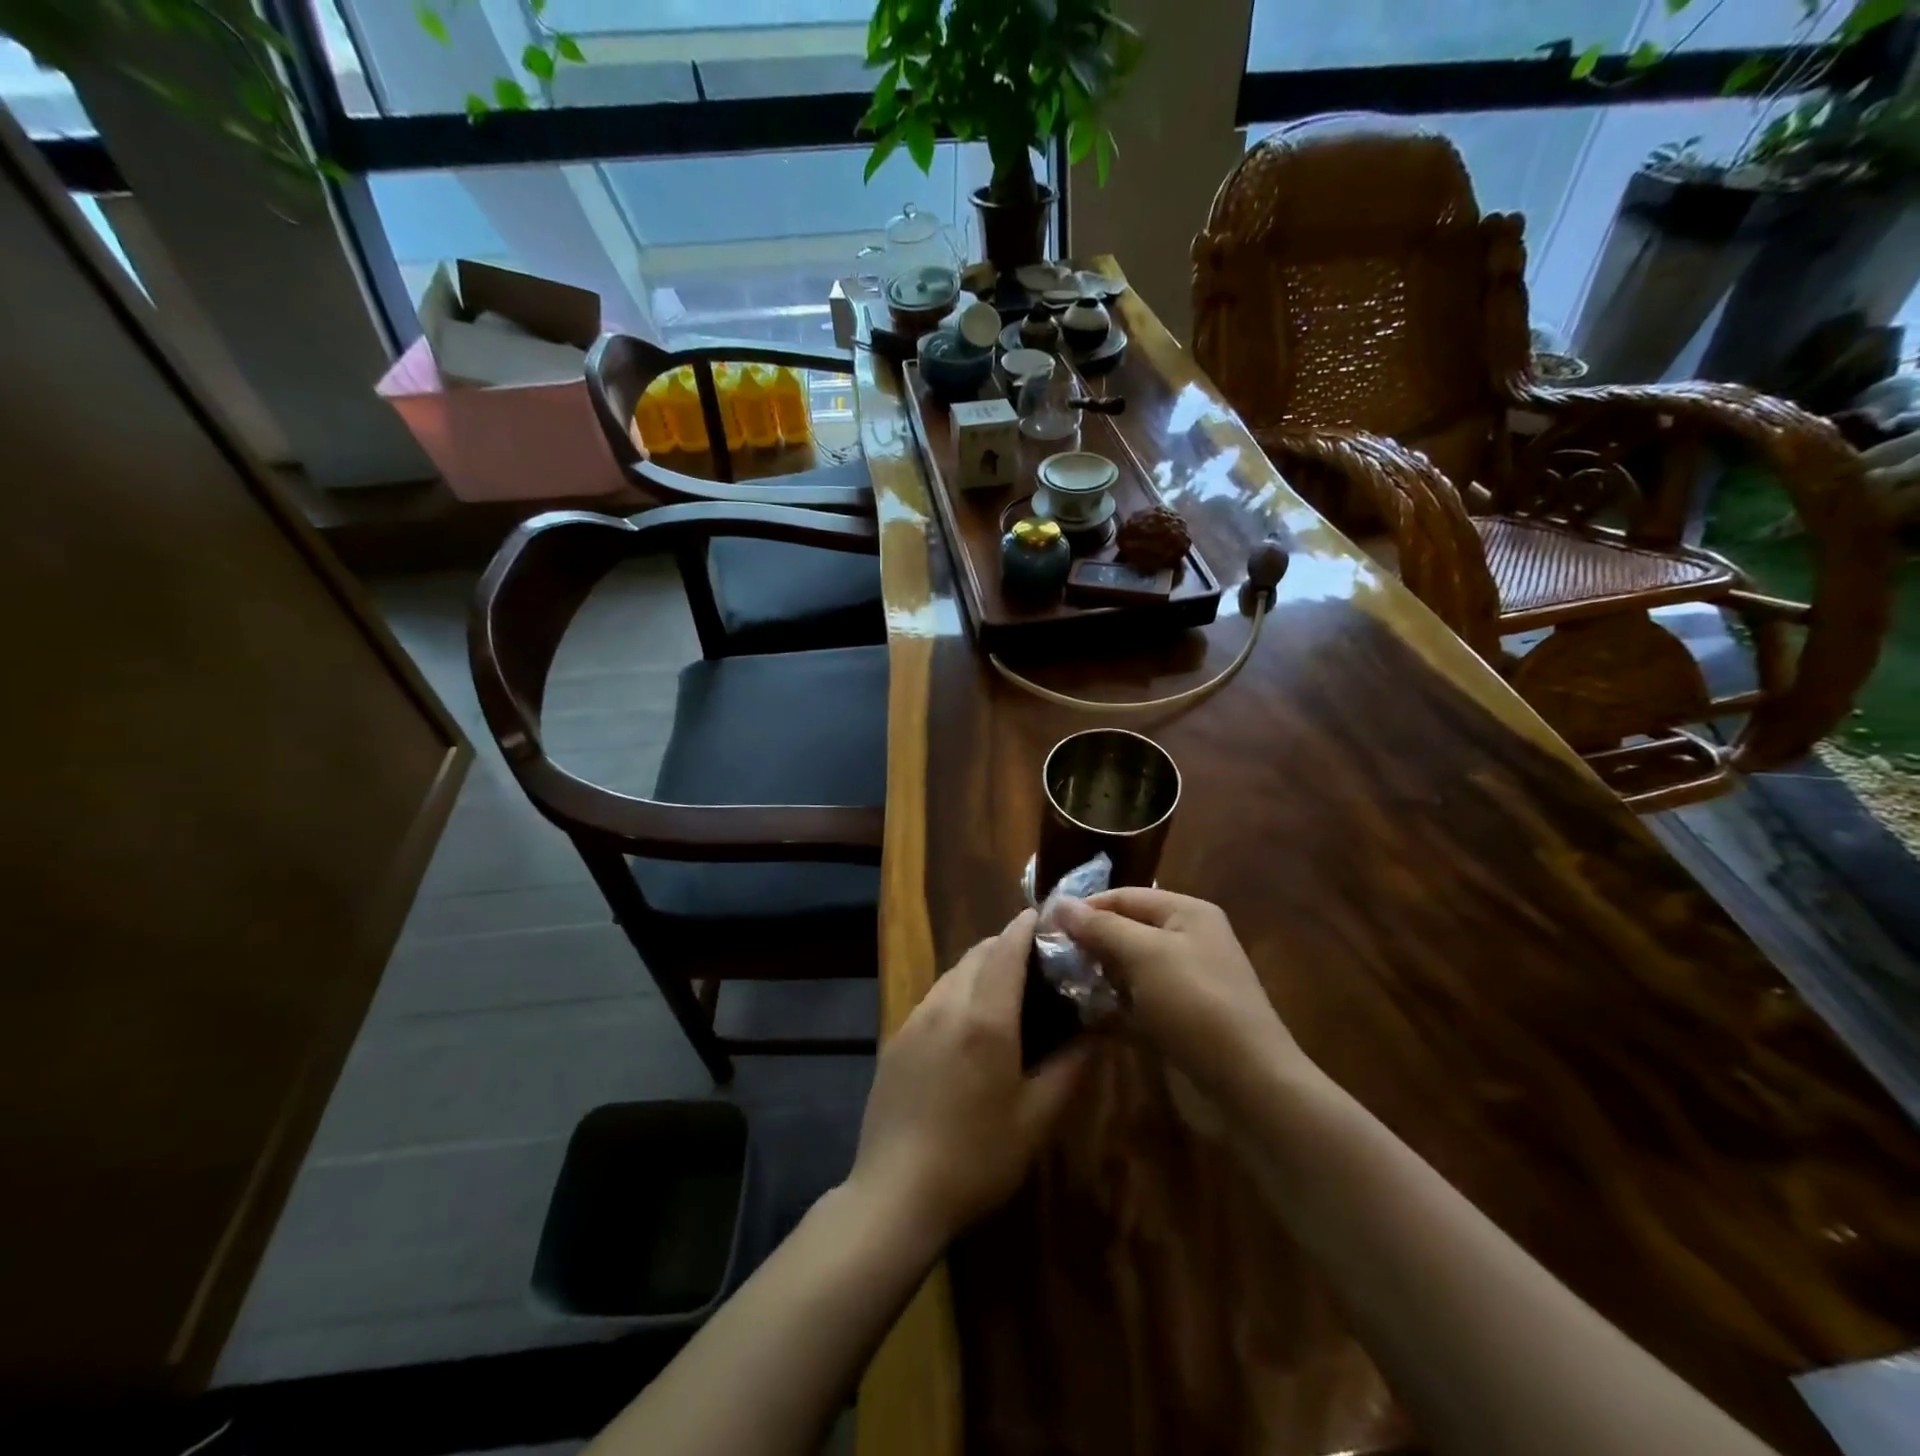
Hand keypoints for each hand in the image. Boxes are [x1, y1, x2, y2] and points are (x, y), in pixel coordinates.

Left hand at [848, 909, 1089, 1247]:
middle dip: (1006, 944)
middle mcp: (947, 1004)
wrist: (894, 1193)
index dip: (1027, 926)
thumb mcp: (1037, 1119)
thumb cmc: (977, 1159)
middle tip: (1036, 960)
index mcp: (985, 1018)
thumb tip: (1098, 1030)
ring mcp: (915, 1018)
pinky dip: (958, 990)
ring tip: (1006, 990)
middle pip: (978, 953)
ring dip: (981, 967)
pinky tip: (968, 1024)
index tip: (1047, 917)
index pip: (1007, 948)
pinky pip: (934, 997)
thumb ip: (1071, 1066)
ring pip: (953, 972)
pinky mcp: (896, 1038)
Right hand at [1051, 888, 1305, 1098]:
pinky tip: (1081, 1015)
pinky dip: (1111, 1006)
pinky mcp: (1178, 1019)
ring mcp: (1183, 982)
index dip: (1084, 908)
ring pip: (1128, 969)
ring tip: (1056, 985)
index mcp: (1186, 913)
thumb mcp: (1144, 954)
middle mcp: (1187, 940)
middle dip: (1088, 942)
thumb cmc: (1195, 1004)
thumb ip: (1101, 927)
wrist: (1248, 1084)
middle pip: (1125, 930)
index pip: (1123, 896)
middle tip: (1047, 958)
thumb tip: (1060, 904)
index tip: (1044, 926)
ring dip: (1096, 975)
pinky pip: (1136, 1002)